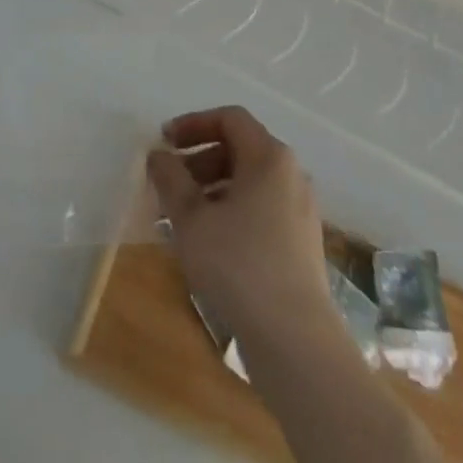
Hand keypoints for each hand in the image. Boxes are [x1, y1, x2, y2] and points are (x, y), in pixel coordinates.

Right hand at [147, 106, 332, 349]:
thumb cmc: (239, 266)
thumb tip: (159, 155)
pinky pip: (262, 211)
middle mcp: (291, 175)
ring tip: (182, 219)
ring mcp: (301, 211)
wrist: (296, 343)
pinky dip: (232, 213)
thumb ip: (170, 178)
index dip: (193, 123)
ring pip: (250, 184)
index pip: (229, 119)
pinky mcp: (303, 245)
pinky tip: (210, 245)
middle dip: (200, 161)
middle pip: (240, 150)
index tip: (165, 141)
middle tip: (169, 184)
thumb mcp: (191, 218)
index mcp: (269, 157)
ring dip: (212, 190)